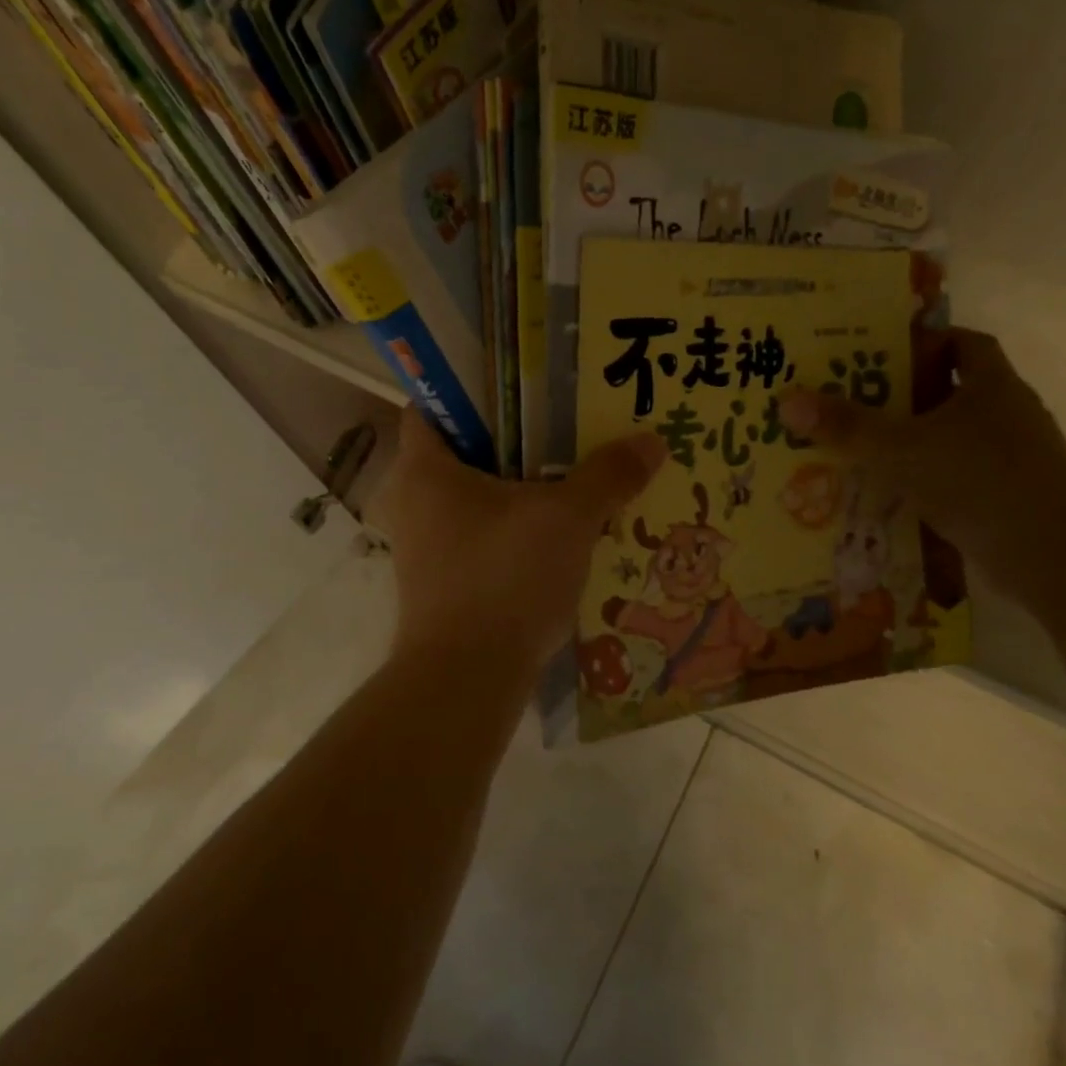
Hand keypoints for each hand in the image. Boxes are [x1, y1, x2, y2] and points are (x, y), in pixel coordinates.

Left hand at [381, 410, 666, 675]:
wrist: (465, 681)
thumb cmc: (504, 579)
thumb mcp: (567, 519)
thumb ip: (608, 476)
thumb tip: (651, 441)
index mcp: (424, 468)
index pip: (433, 404)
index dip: (473, 387)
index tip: (523, 383)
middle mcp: (414, 501)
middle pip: (463, 451)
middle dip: (513, 440)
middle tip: (566, 426)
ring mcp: (425, 546)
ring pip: (476, 499)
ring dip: (519, 489)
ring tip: (573, 477)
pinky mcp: (444, 583)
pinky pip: (482, 537)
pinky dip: (514, 529)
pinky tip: (560, 534)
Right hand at [780, 328, 1065, 595]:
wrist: (1055, 556)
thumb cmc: (981, 482)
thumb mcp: (902, 450)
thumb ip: (848, 427)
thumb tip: (788, 401)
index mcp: (993, 386)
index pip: (964, 343)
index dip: (926, 340)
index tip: (881, 350)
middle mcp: (1006, 416)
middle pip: (949, 392)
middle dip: (902, 396)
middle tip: (848, 400)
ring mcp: (1010, 460)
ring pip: (949, 439)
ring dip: (909, 443)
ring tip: (856, 449)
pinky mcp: (1005, 498)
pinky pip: (953, 478)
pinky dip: (923, 482)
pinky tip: (885, 495)